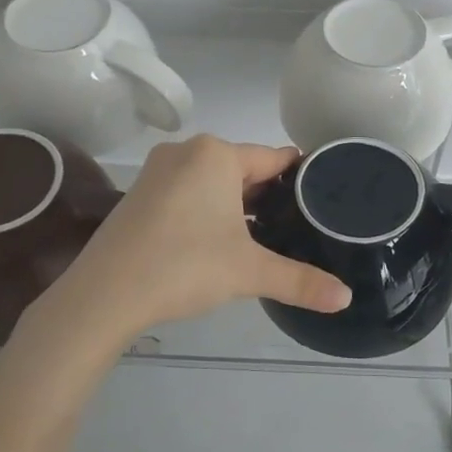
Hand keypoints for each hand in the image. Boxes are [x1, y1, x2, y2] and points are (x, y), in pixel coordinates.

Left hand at [46, 135, 351, 343]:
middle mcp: (186, 152)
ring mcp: (158, 171)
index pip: (273, 158)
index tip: (321, 195)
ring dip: (236, 204)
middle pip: (242, 168)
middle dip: (267, 194)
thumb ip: (300, 281)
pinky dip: (207, 209)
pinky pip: (188, 192)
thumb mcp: (249, 272)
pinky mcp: (140, 194)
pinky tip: (218, 239)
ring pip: (213, 181)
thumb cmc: (184, 266)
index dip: (298, 177)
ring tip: (263, 235)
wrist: (105, 294)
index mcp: (216, 155)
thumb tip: (346, 299)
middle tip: (296, 224)